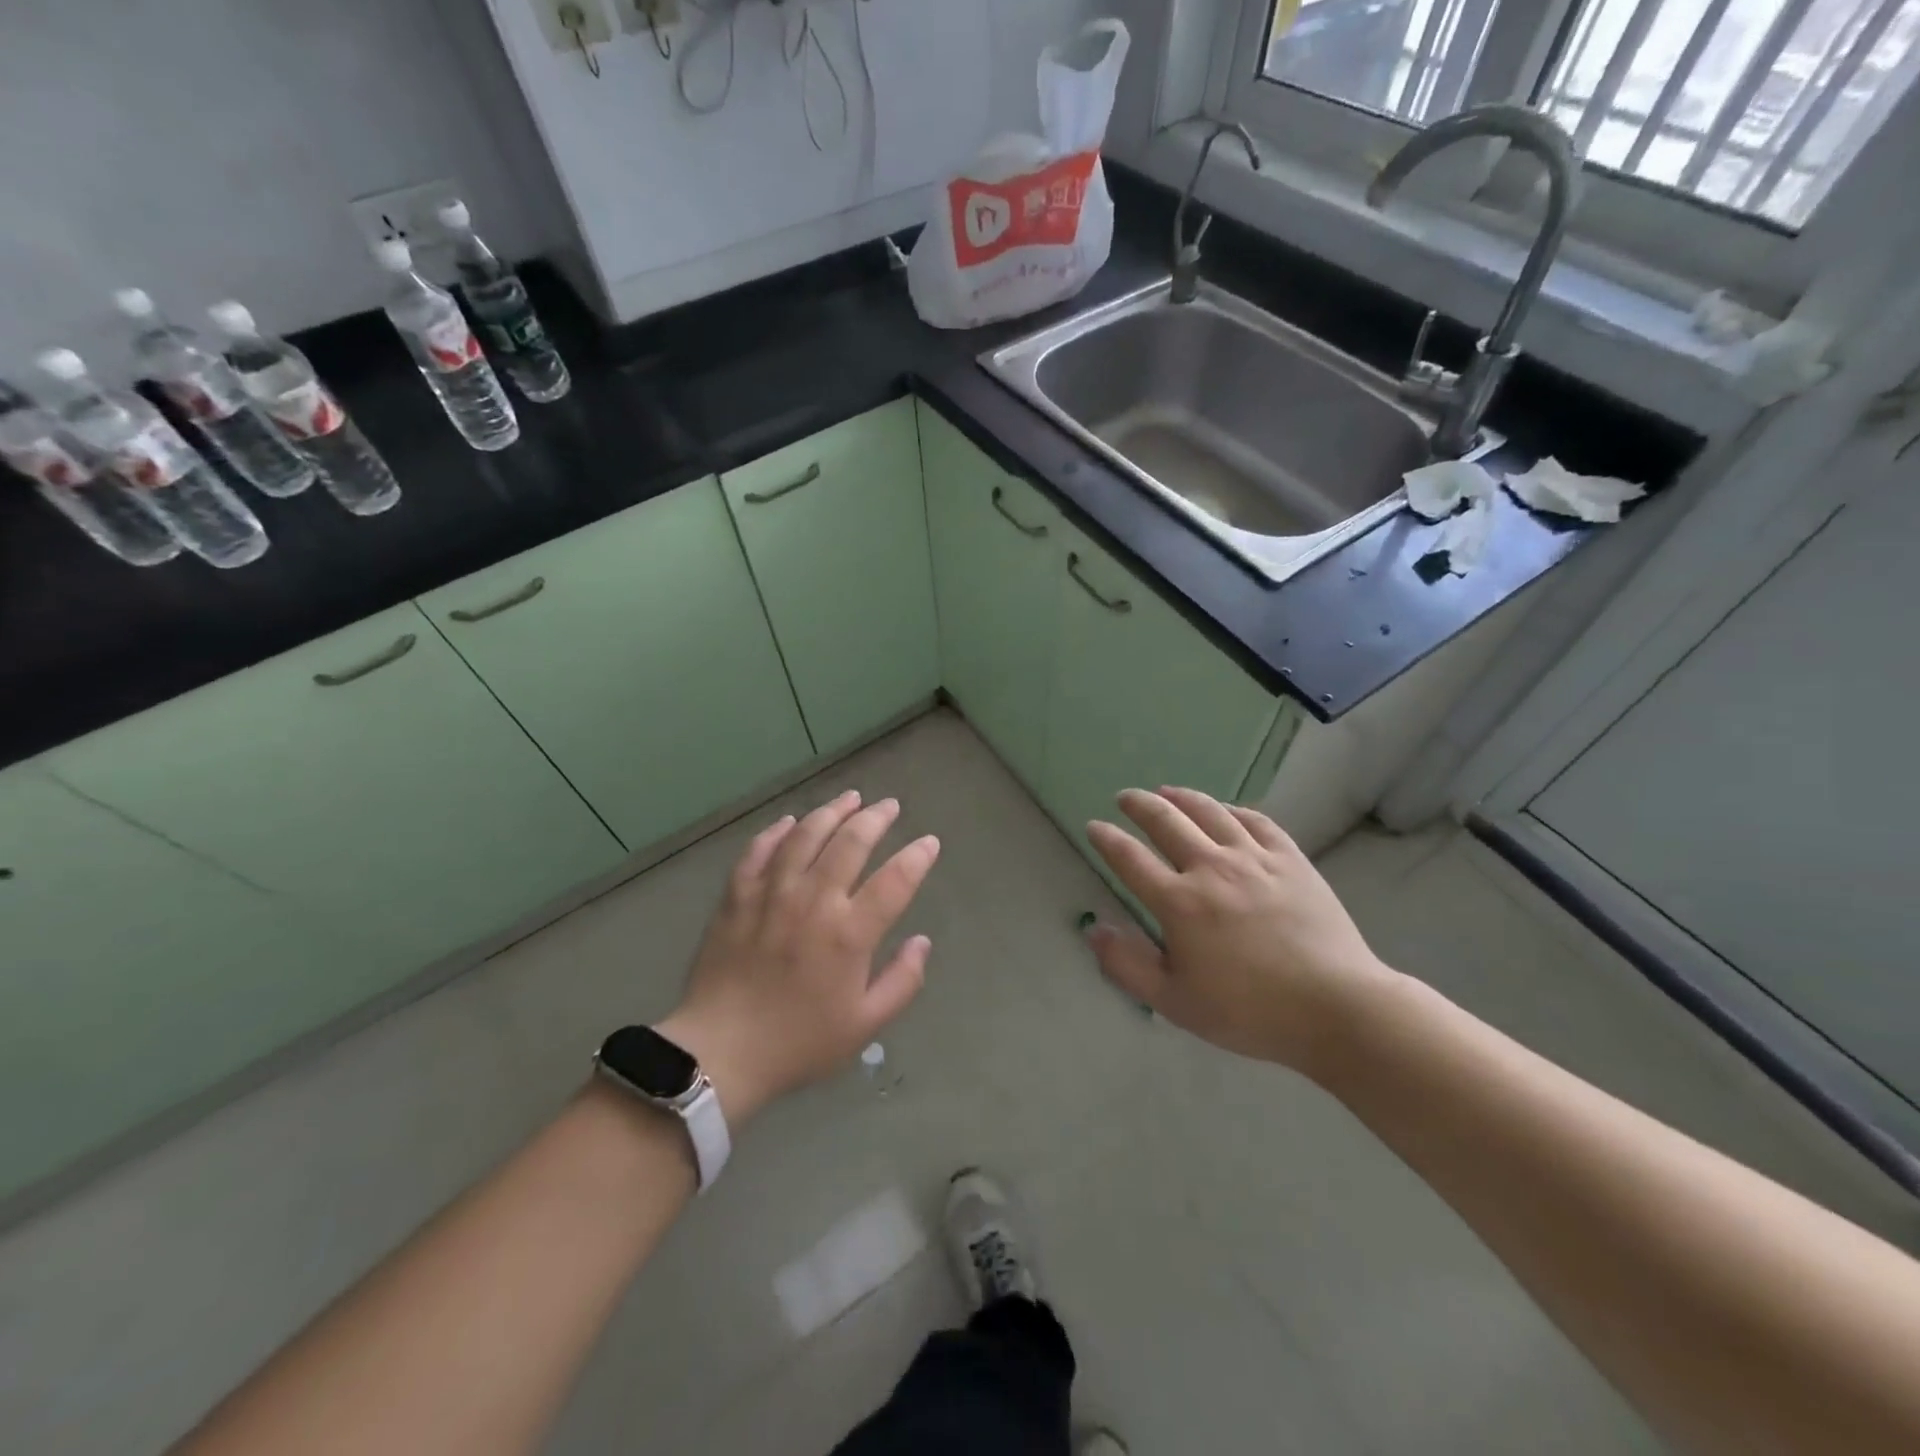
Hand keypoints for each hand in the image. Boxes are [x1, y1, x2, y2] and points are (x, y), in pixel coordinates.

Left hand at [657, 790, 939, 1125]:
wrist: (720, 1052)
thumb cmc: (798, 1042)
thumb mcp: (865, 1026)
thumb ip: (902, 981)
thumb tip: (922, 942)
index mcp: (849, 933)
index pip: (895, 880)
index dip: (917, 857)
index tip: (929, 842)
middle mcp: (813, 901)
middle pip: (851, 842)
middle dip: (876, 817)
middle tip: (889, 805)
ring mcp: (771, 893)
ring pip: (806, 835)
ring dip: (832, 811)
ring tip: (850, 797)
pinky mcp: (737, 896)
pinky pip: (758, 850)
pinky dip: (776, 831)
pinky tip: (790, 821)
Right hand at [1084, 787, 1395, 1078]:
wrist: (1337, 1007)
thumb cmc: (1250, 1011)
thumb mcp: (1175, 1002)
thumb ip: (1128, 966)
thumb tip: (1094, 930)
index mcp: (1179, 903)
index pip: (1129, 859)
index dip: (1106, 839)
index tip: (1094, 827)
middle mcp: (1211, 868)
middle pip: (1166, 821)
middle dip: (1139, 805)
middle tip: (1125, 798)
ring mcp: (1254, 859)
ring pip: (1210, 811)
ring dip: (1181, 797)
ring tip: (1166, 791)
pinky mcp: (1290, 859)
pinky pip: (1255, 821)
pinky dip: (1232, 809)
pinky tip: (1225, 810)